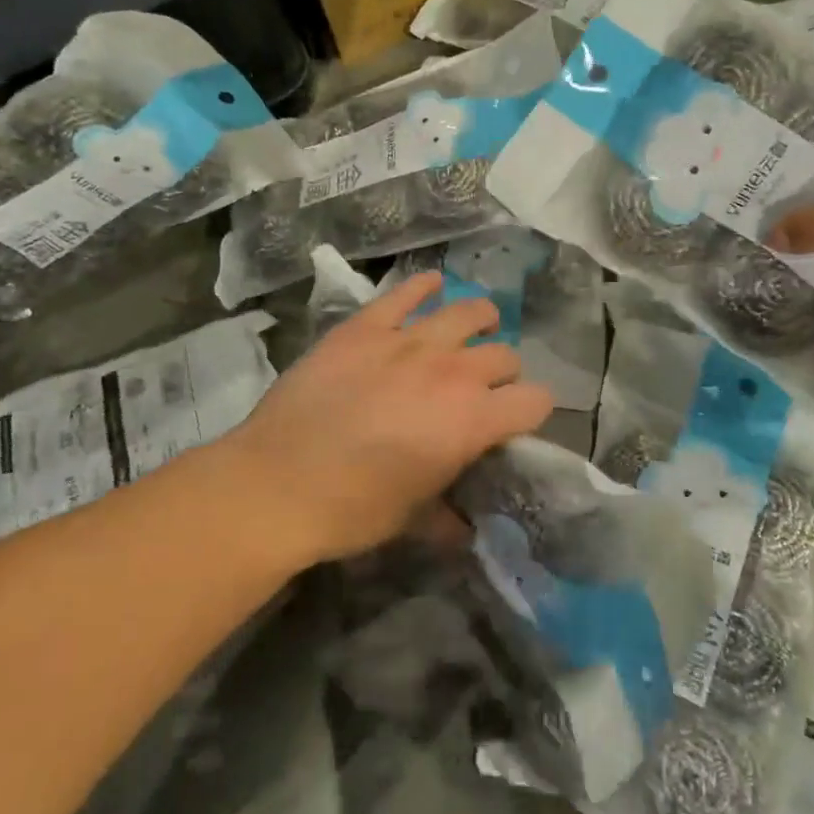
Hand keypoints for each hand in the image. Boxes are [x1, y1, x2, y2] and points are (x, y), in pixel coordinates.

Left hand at [219, 274, 553, 565]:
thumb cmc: (352, 509)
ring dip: (480, 323)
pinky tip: (431, 286)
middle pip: (505, 356)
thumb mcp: (411, 520)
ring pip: (469, 313)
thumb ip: (448, 517)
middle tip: (481, 391)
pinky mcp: (366, 326)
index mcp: (473, 421)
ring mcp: (408, 341)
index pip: (537, 401)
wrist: (276, 483)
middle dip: (503, 374)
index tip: (513, 425)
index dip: (531, 413)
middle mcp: (453, 371)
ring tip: (474, 330)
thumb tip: (463, 527)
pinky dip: (424, 287)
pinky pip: (406, 293)